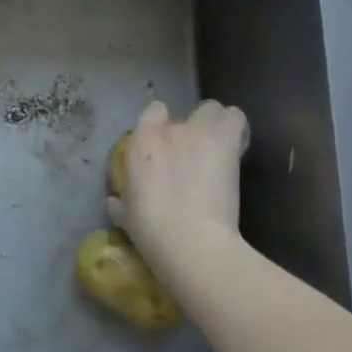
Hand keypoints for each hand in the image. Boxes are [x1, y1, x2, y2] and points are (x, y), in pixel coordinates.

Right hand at [108, 99, 247, 282]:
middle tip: (197, 154)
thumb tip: (114, 202)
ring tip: (220, 145)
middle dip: (191, 130)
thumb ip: (121, 203)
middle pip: (185, 114)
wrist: (190, 241)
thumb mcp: (127, 217)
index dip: (161, 124)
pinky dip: (237, 128)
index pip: (153, 111)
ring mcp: (198, 133)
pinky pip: (235, 118)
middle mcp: (169, 130)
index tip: (167, 145)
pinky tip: (236, 146)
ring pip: (213, 109)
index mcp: (142, 143)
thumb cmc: (152, 231)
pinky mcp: (225, 142)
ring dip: (216, 123)